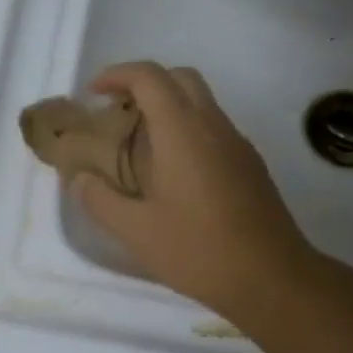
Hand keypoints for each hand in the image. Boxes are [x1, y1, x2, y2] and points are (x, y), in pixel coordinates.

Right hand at [69, 63, 321, 322]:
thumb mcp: (135, 231)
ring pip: (201, 103)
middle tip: (117, 112)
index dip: (117, 74)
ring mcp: (237, 144)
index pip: (149, 77)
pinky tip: (171, 173)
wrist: (272, 278)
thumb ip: (100, 200)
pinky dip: (186, 131)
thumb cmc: (198, 250)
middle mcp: (213, 126)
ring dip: (167, 108)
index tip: (93, 93)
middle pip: (180, 78)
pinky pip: (213, 129)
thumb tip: (80, 179)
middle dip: (145, 84)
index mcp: (182, 132)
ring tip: (138, 145)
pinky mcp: (250, 165)